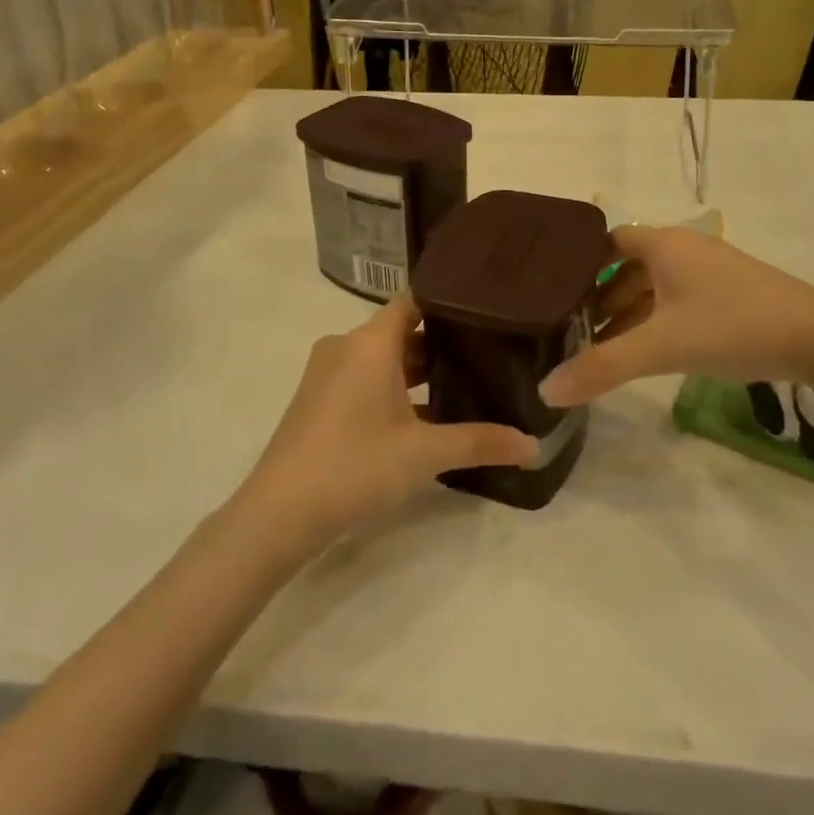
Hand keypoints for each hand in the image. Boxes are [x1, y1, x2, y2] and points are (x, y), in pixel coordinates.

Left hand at [241, 294, 537, 544]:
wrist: (278, 513)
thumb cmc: (355, 466)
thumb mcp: (424, 454)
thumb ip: (480, 443)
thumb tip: (534, 446)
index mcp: (369, 342)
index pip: (413, 301)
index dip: (447, 305)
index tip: (483, 316)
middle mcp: (345, 346)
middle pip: (398, 330)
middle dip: (437, 344)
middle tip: (483, 356)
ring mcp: (325, 372)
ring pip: (379, 356)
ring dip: (414, 370)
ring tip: (459, 386)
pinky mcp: (316, 398)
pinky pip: (361, 376)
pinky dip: (389, 387)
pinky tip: (419, 417)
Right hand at [540, 225, 813, 406]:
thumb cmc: (732, 326)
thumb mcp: (661, 346)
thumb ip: (603, 366)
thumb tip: (546, 391)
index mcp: (664, 244)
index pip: (606, 241)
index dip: (578, 264)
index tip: (552, 293)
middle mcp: (684, 248)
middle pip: (627, 266)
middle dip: (599, 297)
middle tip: (570, 329)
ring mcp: (710, 271)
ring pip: (654, 286)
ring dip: (627, 313)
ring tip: (601, 347)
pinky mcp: (730, 294)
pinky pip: (677, 300)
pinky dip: (655, 321)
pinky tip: (648, 351)